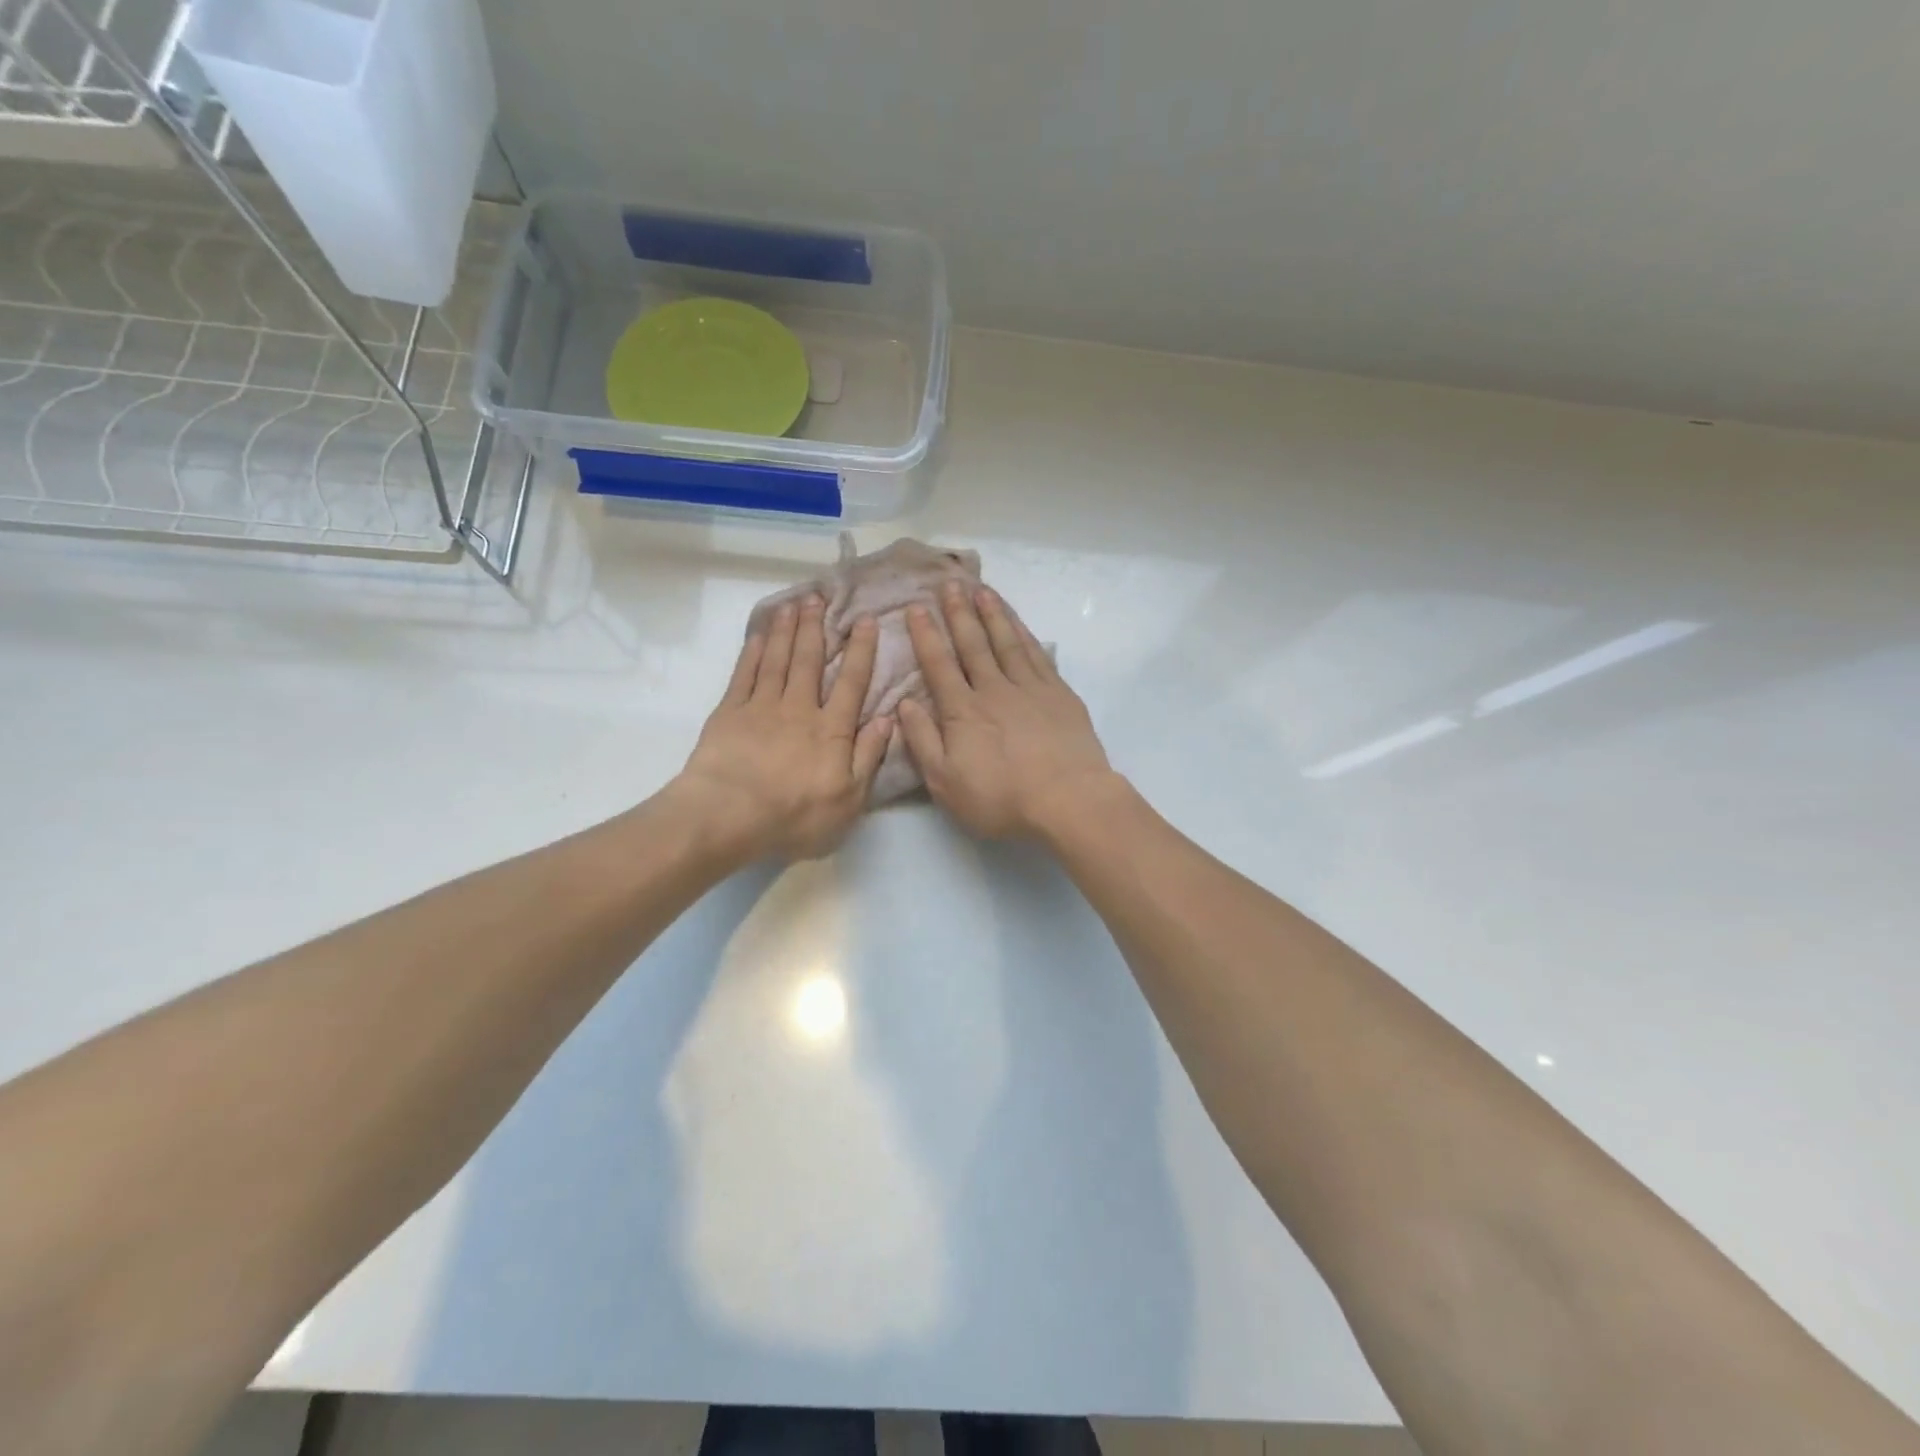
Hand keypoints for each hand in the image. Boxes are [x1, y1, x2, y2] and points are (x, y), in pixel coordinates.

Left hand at [672, 595, 892, 861]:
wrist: (729, 815)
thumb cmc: (795, 815)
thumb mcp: (848, 799)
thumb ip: (868, 757)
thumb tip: (888, 719)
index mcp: (831, 730)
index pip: (851, 683)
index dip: (860, 651)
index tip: (866, 621)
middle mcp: (799, 709)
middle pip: (809, 661)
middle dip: (816, 628)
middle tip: (819, 597)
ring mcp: (761, 707)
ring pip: (777, 660)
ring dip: (785, 631)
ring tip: (792, 604)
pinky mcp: (729, 713)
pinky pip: (744, 675)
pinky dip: (751, 653)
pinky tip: (757, 636)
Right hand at [897, 581, 1122, 839]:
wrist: (1068, 800)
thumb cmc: (1001, 798)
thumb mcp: (946, 782)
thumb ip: (922, 741)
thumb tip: (904, 704)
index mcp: (963, 711)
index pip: (939, 665)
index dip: (926, 635)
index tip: (916, 608)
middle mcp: (994, 689)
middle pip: (973, 644)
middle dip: (958, 613)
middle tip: (949, 583)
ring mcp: (1030, 688)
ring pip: (1007, 642)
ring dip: (993, 614)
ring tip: (982, 590)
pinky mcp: (1060, 694)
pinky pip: (1038, 654)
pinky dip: (1025, 634)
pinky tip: (1018, 623)